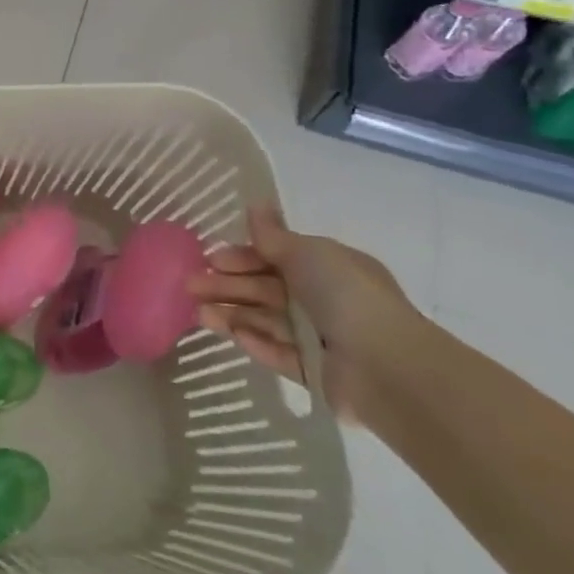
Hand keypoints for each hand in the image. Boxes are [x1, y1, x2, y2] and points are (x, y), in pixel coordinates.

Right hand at [185, 206, 427, 420]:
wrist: (384, 364)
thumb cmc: (344, 296)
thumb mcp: (306, 253)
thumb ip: (273, 235)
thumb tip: (256, 203)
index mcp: (329, 267)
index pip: (276, 258)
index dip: (242, 257)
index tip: (210, 259)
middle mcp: (324, 300)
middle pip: (265, 289)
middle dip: (227, 286)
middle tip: (189, 286)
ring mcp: (319, 337)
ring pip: (265, 320)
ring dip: (231, 314)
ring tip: (197, 314)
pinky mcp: (313, 371)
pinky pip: (277, 352)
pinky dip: (255, 342)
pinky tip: (231, 335)